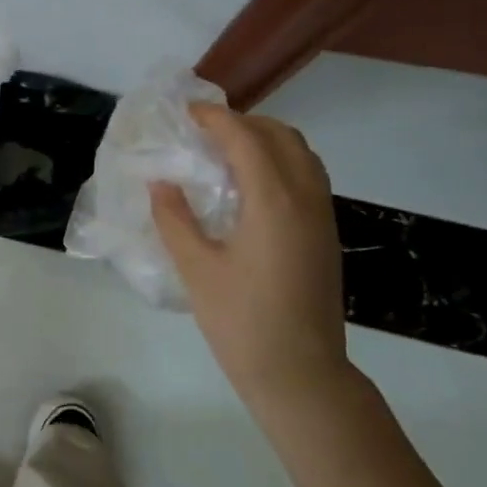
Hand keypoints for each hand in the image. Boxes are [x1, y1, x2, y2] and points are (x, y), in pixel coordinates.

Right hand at [151, 104, 352, 408]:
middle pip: (281, 136)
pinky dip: (280, 162)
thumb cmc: (241, 321)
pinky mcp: (325, 234)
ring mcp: (322, 216)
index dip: (216, 118)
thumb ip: (174, 218)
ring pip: (301, 154)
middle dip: (243, 122)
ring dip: (266, 140)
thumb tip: (160, 182)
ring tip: (226, 152)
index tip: (187, 112)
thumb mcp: (196, 268)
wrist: (300, 373)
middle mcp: (305, 198)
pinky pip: (308, 177)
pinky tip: (250, 186)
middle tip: (204, 132)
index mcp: (273, 201)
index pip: (246, 139)